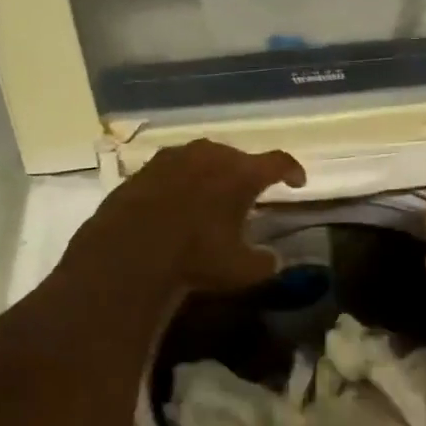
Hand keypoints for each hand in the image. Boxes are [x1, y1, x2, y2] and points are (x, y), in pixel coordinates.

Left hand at [87, 140, 305, 294]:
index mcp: (241, 174)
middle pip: (238, 156)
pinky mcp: (144, 169)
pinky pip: (173, 169)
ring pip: (203, 158)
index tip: (297, 182)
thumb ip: (264, 262)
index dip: (291, 170)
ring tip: (212, 194)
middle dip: (247, 172)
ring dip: (212, 173)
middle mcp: (210, 156)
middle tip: (249, 192)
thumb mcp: (240, 269)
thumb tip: (274, 259)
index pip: (278, 162)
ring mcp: (174, 158)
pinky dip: (182, 181)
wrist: (129, 251)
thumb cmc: (196, 256)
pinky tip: (177, 201)